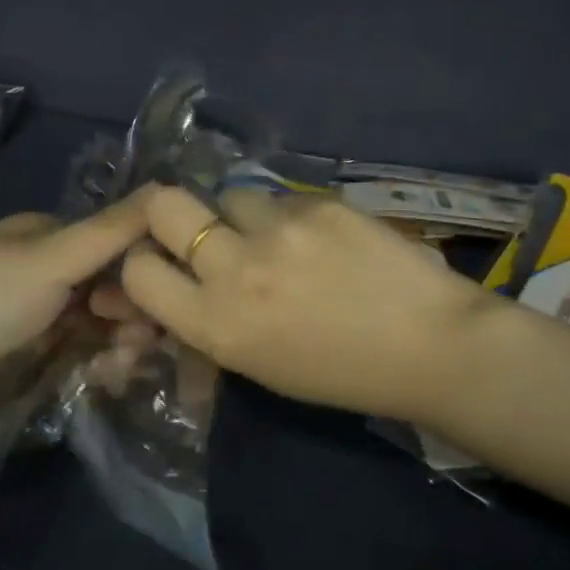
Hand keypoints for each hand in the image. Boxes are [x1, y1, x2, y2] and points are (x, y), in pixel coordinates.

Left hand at [0, 193, 151, 461]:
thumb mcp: (52, 255)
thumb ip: (114, 229)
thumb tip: (172, 186)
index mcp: (45, 236)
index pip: (113, 242)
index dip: (144, 265)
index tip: (167, 292)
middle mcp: (44, 274)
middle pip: (110, 287)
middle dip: (136, 310)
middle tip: (148, 337)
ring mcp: (37, 321)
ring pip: (100, 327)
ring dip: (123, 342)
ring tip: (127, 363)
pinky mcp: (30, 365)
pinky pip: (81, 359)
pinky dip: (101, 366)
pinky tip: (109, 378)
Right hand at [113, 185, 499, 422]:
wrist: (430, 345)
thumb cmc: (341, 374)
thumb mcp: (258, 365)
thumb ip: (209, 324)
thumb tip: (176, 293)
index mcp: (216, 326)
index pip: (138, 270)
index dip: (143, 262)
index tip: (164, 264)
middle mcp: (235, 270)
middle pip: (163, 205)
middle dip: (166, 212)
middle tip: (194, 226)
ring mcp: (279, 229)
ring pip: (229, 195)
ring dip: (240, 216)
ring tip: (278, 238)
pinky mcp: (318, 203)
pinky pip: (282, 198)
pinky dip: (290, 216)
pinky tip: (322, 239)